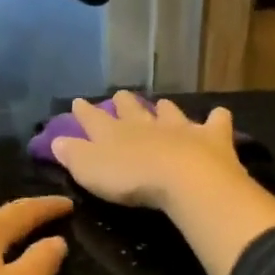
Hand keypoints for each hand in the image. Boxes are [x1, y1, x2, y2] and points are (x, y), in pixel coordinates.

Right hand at [48, 91, 247, 210]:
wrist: (183, 179)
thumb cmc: (131, 178)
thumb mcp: (90, 171)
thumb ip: (73, 155)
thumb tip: (56, 140)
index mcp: (113, 133)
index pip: (93, 119)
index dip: (84, 112)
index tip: (78, 102)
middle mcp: (146, 124)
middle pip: (132, 110)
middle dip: (124, 104)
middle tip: (120, 96)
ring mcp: (180, 128)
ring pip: (169, 113)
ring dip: (164, 109)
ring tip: (161, 104)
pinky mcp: (210, 138)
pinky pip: (215, 123)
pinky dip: (216, 120)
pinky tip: (218, 116)